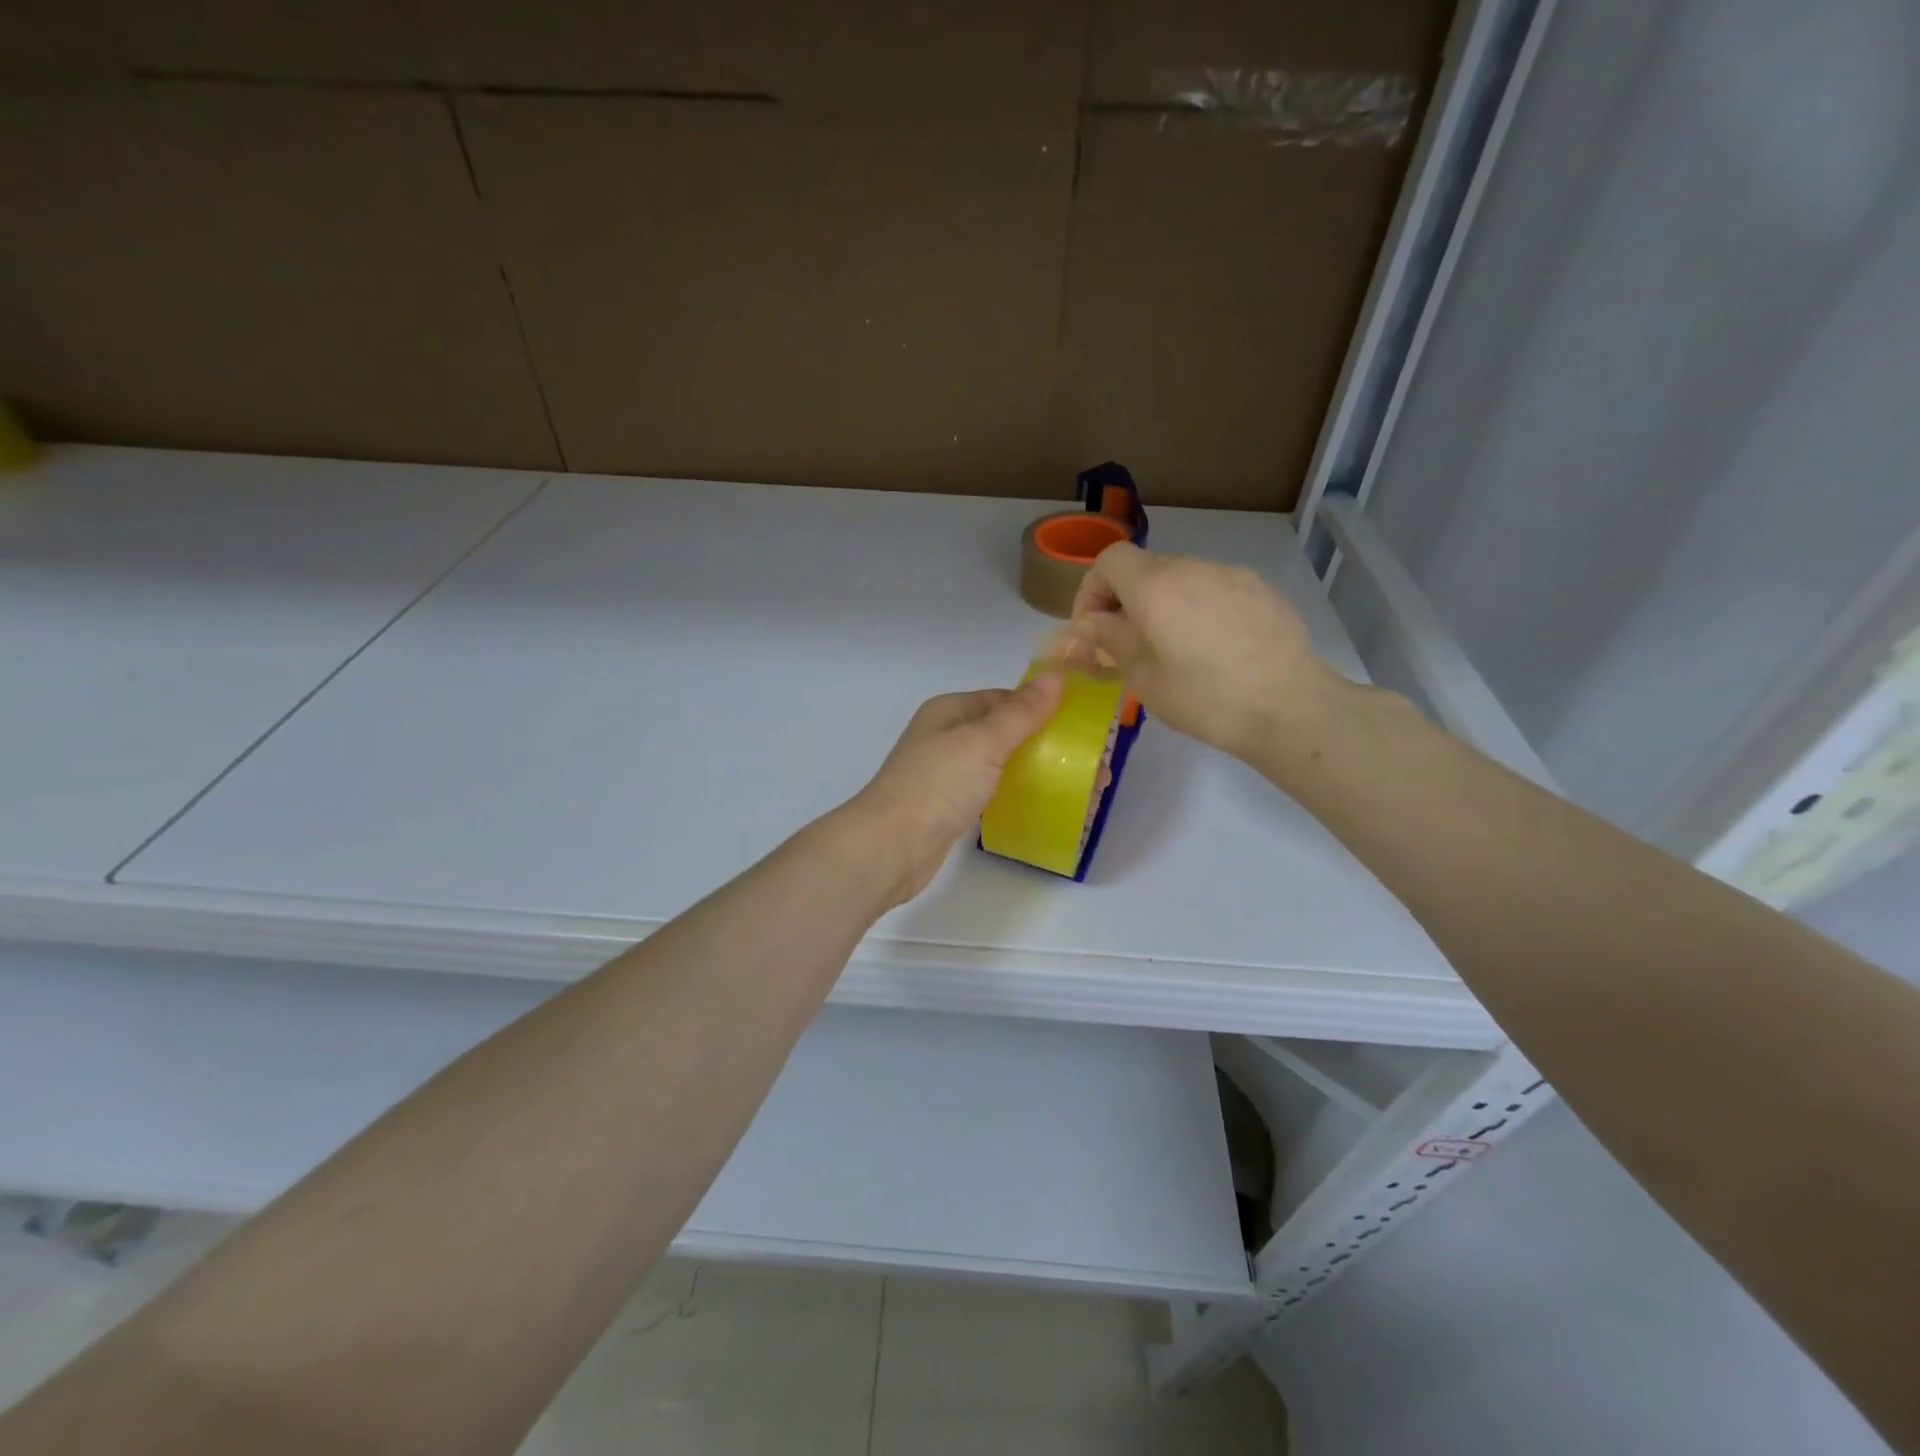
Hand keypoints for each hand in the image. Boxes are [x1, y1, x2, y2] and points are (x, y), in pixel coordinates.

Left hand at [840, 676, 1064, 905]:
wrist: (890, 848)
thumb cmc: (937, 786)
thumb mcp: (983, 742)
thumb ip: (1021, 712)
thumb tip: (1056, 676)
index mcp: (950, 711)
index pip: (1005, 699)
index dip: (1044, 709)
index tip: (1084, 728)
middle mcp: (947, 737)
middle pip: (1006, 732)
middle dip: (1048, 745)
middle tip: (1093, 768)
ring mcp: (947, 774)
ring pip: (1002, 764)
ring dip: (1038, 772)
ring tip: (1081, 790)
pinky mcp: (951, 807)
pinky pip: (993, 792)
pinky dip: (1018, 795)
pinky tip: (1044, 807)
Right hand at [1059, 544, 1338, 760]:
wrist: (1289, 707)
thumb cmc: (1203, 698)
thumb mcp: (1142, 676)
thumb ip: (1109, 639)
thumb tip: (1088, 623)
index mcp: (1155, 585)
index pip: (1109, 560)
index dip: (1092, 590)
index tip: (1094, 628)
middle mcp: (1192, 567)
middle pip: (1145, 569)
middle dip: (1126, 602)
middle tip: (1128, 646)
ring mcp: (1232, 575)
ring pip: (1181, 580)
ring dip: (1164, 606)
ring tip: (1174, 651)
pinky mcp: (1261, 590)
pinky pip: (1215, 591)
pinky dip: (1200, 610)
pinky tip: (1215, 650)